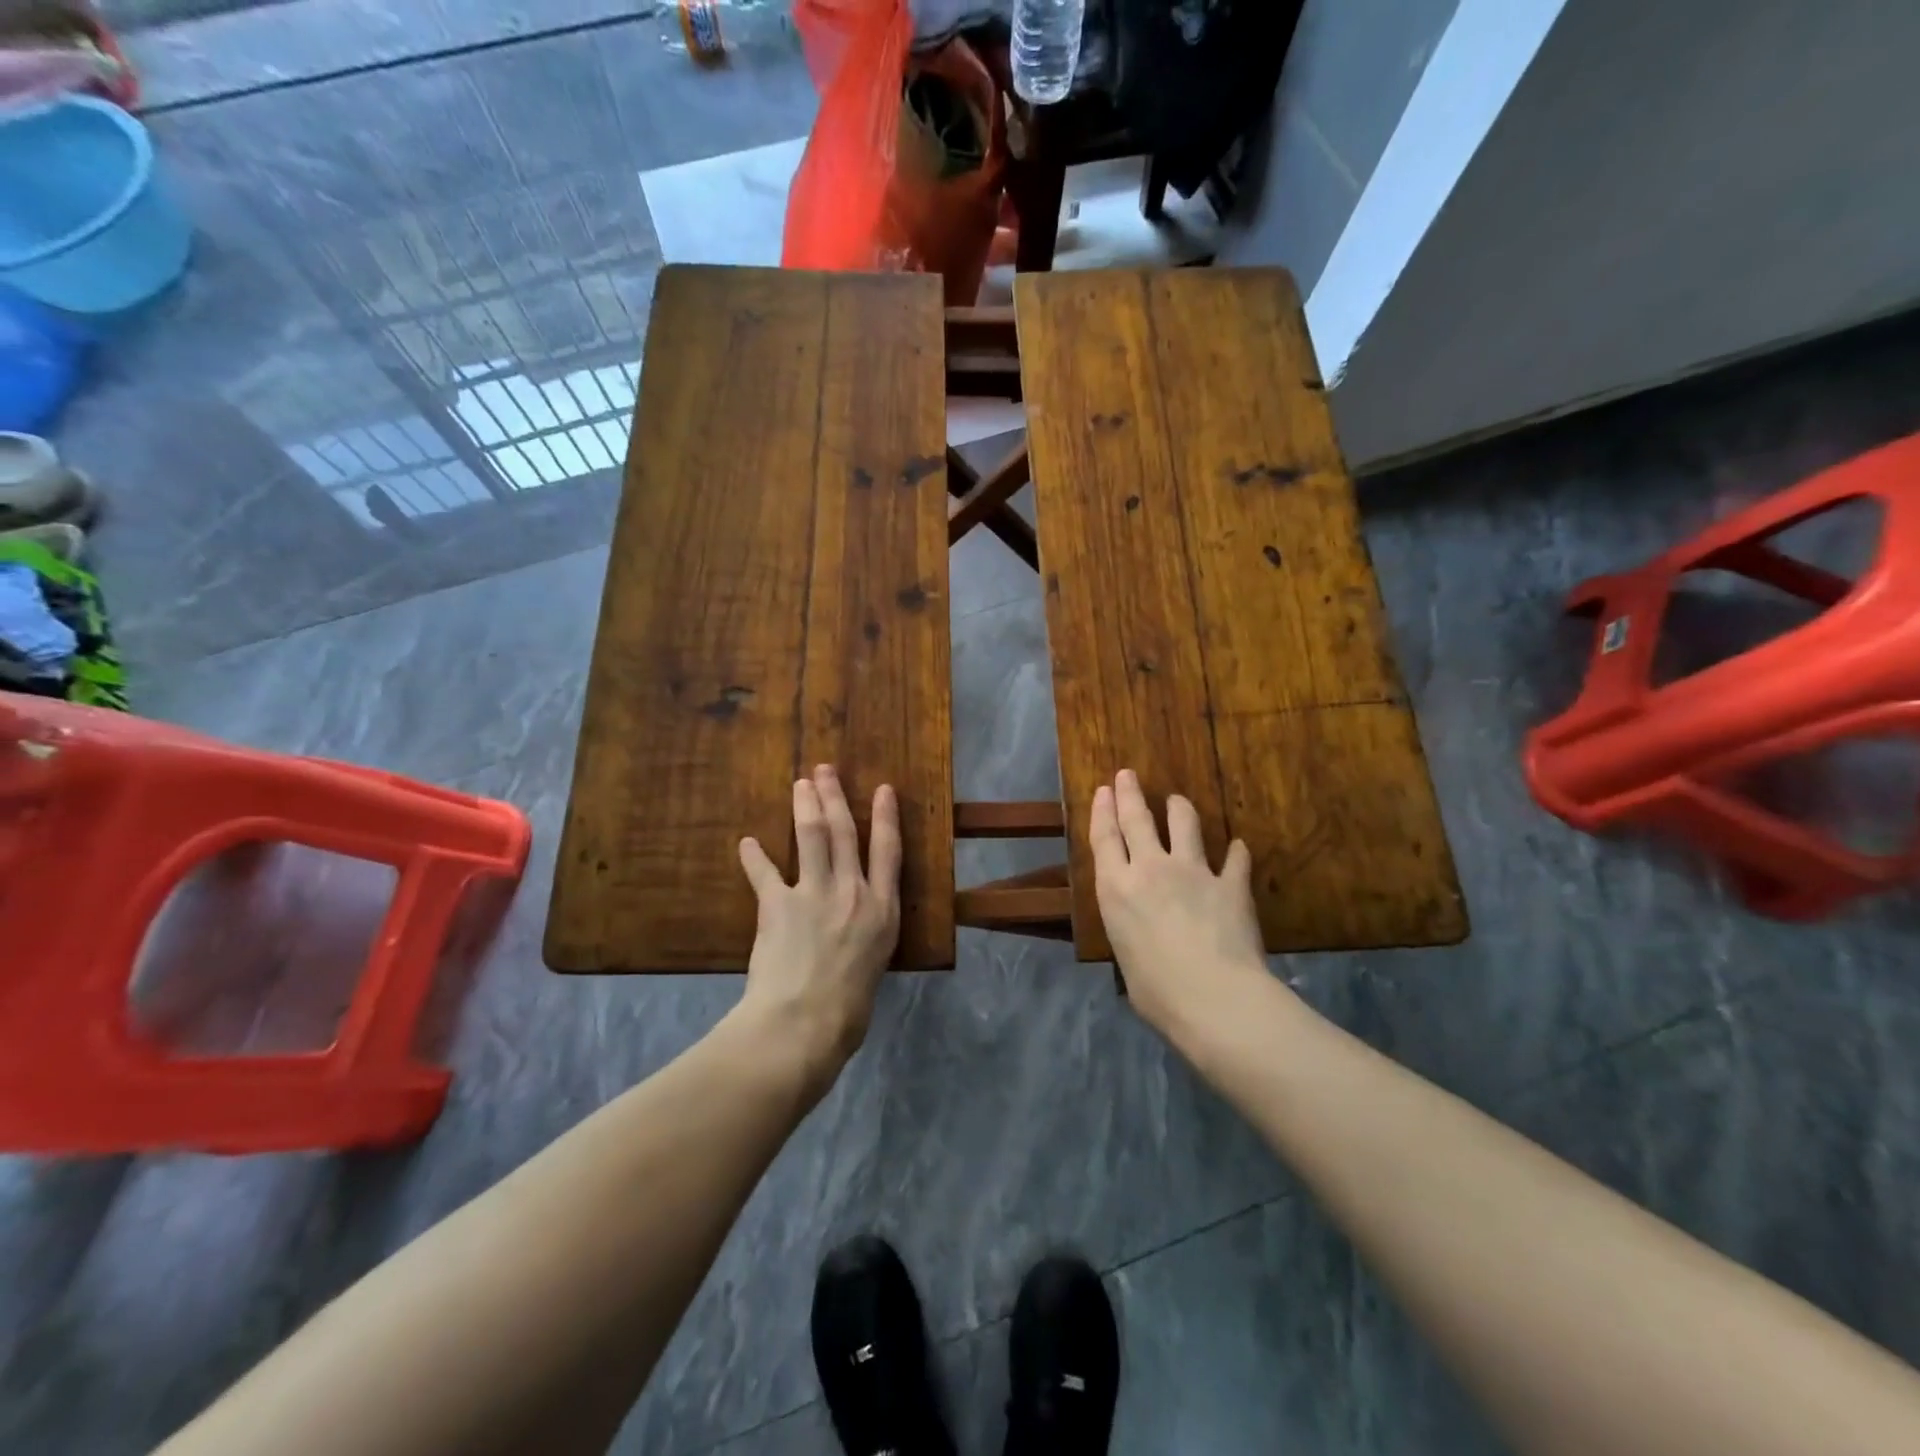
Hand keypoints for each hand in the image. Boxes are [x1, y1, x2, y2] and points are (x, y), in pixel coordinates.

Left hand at [736, 765, 901, 1083]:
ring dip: (805, 807)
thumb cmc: (847, 1012)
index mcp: (883, 910)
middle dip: (835, 797)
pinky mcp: (778, 905)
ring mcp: (815, 895)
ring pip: (812, 837)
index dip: (886, 816)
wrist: (804, 1025)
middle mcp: (853, 892)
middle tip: (825, 771)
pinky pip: (765, 873)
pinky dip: (755, 857)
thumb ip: (865, 939)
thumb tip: (854, 935)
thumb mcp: (872, 968)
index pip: (888, 851)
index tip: (883, 789)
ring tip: (800, 783)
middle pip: (845, 833)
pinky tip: (747, 842)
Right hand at [1090, 769, 1266, 1037]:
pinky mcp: (1230, 883)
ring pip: (1185, 824)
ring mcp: (1193, 872)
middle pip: (1137, 819)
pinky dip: (1236, 852)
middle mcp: (1150, 869)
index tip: (1103, 790)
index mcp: (1116, 889)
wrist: (1215, 998)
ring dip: (1179, 808)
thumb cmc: (1156, 992)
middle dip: (1130, 794)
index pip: (1104, 838)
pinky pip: (1235, 859)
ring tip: (1177, 800)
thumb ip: (1131, 931)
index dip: (1102, 810)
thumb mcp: (1126, 957)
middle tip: (1127, 775)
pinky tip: (1239, 848)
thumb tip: (1144, 937)